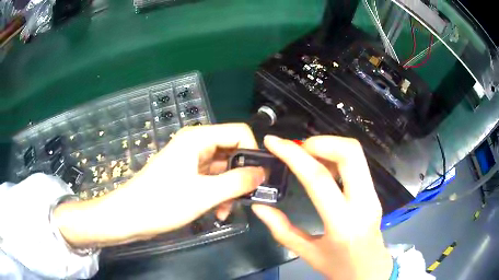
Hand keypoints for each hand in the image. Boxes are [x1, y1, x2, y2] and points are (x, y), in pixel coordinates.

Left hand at [55, 124, 264, 246]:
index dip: (253, 152)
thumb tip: (262, 173)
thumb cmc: (162, 202)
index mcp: (199, 138)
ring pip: (223, 168)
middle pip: (232, 151)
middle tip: (248, 198)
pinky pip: (212, 179)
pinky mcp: (187, 174)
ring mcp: (191, 160)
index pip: (239, 132)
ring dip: (230, 189)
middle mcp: (196, 144)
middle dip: (241, 175)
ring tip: (227, 211)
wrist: (130, 216)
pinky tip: (218, 212)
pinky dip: (218, 194)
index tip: (259, 177)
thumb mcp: (204, 194)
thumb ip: (237, 182)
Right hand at [252, 135, 392, 279]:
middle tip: (297, 149)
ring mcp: (372, 194)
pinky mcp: (374, 191)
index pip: (319, 179)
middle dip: (319, 142)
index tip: (273, 142)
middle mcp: (363, 202)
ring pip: (355, 153)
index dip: (293, 155)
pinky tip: (322, 167)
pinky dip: (336, 155)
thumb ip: (281, 230)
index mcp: (342, 223)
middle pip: (349, 153)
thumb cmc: (338, 266)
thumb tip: (259, 207)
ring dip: (328, 146)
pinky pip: (357, 162)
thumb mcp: (307, 253)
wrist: (370, 270)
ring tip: (307, 157)